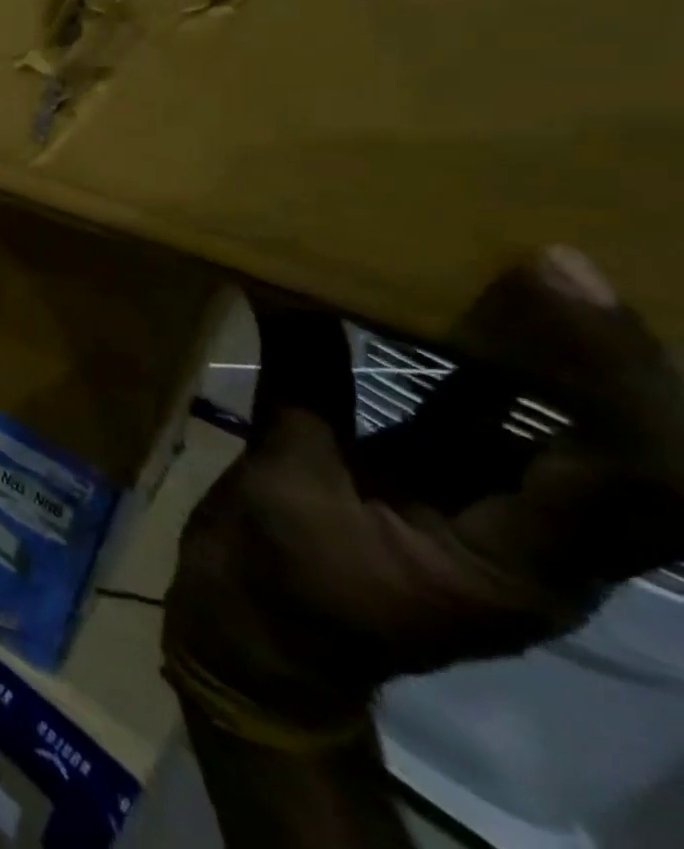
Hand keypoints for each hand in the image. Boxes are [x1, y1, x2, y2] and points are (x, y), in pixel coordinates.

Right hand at [165, 247, 683, 746]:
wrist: (258, 642)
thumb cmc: (275, 581)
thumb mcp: (280, 484)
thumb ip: (300, 385)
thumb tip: (288, 290)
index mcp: (520, 565)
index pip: (628, 475)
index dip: (612, 372)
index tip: (553, 275)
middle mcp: (543, 542)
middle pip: (646, 456)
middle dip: (624, 358)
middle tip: (562, 262)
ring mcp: (501, 516)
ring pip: (578, 436)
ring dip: (564, 357)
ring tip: (520, 271)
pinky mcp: (451, 490)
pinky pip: (493, 424)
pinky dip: (487, 367)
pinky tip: (451, 312)